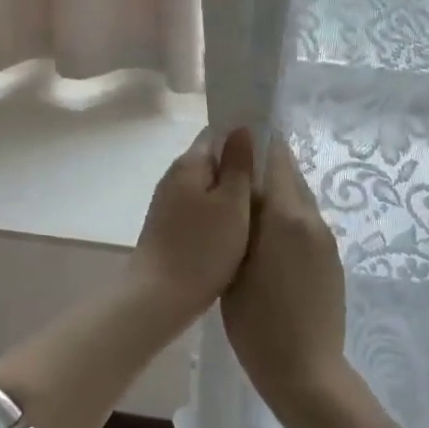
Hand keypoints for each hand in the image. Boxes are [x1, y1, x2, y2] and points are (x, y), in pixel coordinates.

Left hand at [130, 127, 255, 313]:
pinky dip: (217, 218)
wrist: (159, 298)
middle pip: (211, 163)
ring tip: (257, 214)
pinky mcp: (167, 229)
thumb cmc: (203, 248)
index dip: (243, 141)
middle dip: (238, 173)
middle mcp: (174, 177)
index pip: (217, 135)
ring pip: (206, 190)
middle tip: (270, 190)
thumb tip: (241, 129)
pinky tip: (233, 235)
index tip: (268, 158)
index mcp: (189, 164)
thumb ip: (238, 165)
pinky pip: (199, 212)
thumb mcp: (232, 203)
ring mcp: (167, 204)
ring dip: (229, 198)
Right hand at [222, 137, 347, 412]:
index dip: (256, 143)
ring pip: (298, 199)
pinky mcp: (331, 259)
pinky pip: (305, 223)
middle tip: (231, 177)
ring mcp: (325, 240)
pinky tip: (264, 241)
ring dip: (275, 194)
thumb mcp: (234, 263)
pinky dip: (285, 219)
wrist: (305, 372)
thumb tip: (239, 181)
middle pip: (290, 174)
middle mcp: (312, 219)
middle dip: (263, 168)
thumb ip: (240, 216)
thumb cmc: (257, 321)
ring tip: (243, 209)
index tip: (233, 141)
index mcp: (288, 215)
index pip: (277, 157)